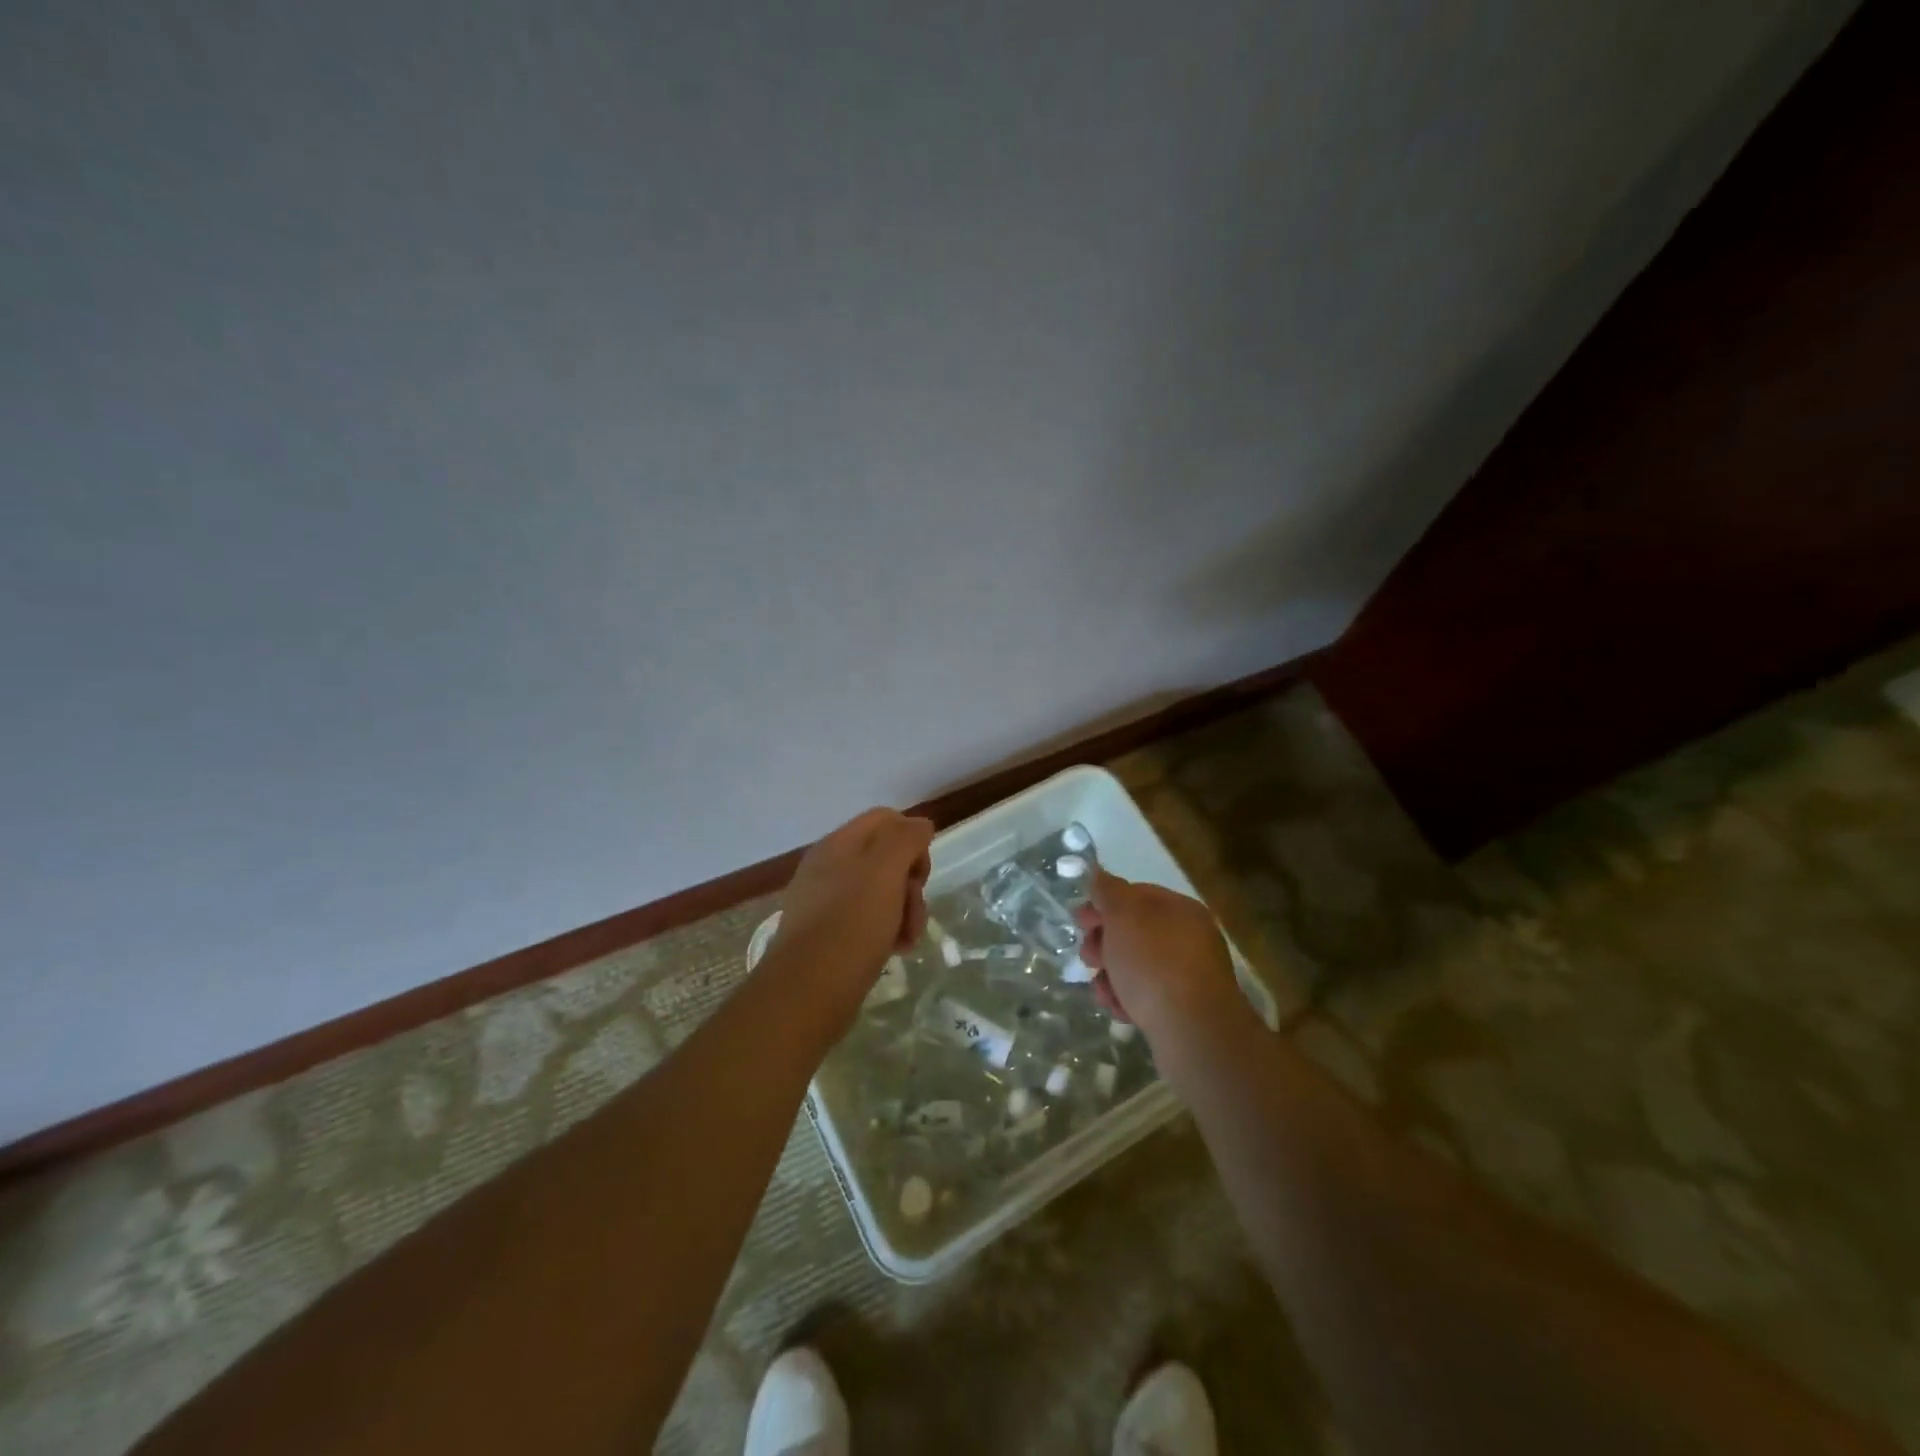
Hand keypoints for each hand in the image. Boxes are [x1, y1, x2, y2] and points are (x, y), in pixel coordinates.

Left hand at [765, 807, 933, 1026]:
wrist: (807, 992)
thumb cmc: (850, 925)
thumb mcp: (884, 871)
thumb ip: (905, 839)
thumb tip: (920, 825)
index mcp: (837, 844)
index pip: (886, 820)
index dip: (912, 839)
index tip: (921, 872)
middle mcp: (829, 868)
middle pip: (887, 858)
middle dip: (911, 883)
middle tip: (915, 910)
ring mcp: (826, 903)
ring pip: (881, 892)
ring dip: (905, 911)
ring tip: (908, 940)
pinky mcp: (829, 936)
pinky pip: (868, 921)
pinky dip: (887, 931)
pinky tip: (895, 950)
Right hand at [1073, 865, 1252, 1048]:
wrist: (1193, 1031)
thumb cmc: (1154, 963)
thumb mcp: (1124, 916)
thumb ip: (1109, 892)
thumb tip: (1100, 874)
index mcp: (1180, 909)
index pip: (1136, 895)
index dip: (1103, 905)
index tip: (1079, 922)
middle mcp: (1190, 938)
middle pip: (1135, 932)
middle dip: (1104, 944)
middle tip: (1087, 958)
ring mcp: (1190, 975)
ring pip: (1137, 967)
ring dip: (1111, 975)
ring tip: (1102, 991)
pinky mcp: (1185, 1010)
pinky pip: (1149, 996)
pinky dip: (1129, 999)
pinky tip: (1119, 1010)